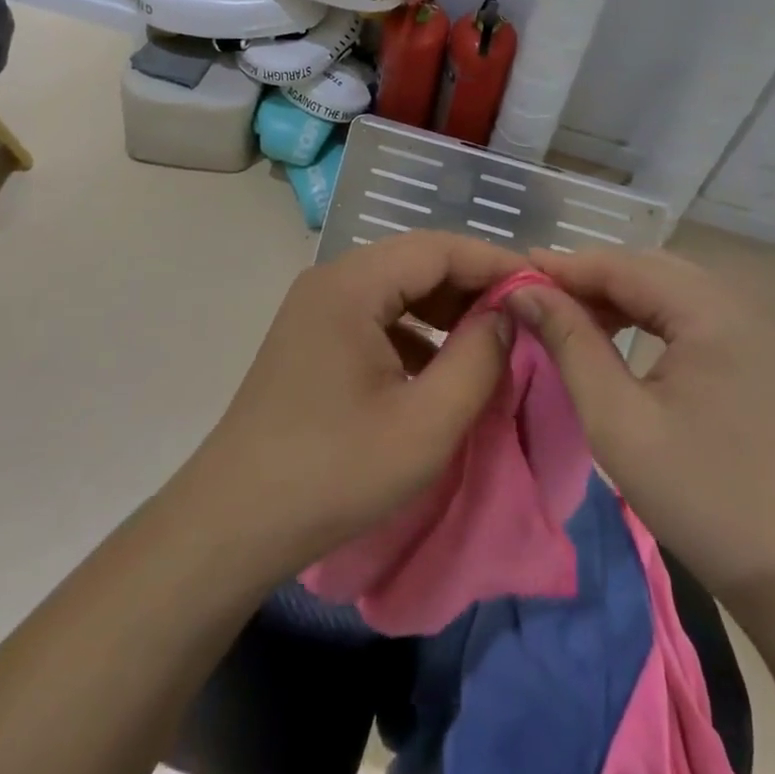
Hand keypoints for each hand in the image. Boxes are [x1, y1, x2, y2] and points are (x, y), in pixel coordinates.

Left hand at [181, 232, 520, 580]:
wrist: (232, 524)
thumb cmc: (333, 472)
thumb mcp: (425, 424)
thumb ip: (478, 359)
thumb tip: (507, 313)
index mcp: (352, 284)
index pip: (439, 248)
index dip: (494, 263)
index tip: (542, 287)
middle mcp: (332, 280)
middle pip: (417, 261)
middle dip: (473, 285)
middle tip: (523, 315)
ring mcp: (317, 307)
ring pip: (398, 288)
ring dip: (446, 308)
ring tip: (491, 339)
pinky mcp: (313, 337)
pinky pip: (377, 315)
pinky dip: (416, 331)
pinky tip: (440, 367)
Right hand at [509, 248, 774, 597]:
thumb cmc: (704, 498)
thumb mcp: (618, 421)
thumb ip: (570, 344)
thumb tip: (526, 291)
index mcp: (707, 309)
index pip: (619, 265)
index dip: (562, 267)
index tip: (511, 276)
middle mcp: (734, 302)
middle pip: (646, 267)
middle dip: (588, 278)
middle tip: (537, 301)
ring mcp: (751, 328)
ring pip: (668, 288)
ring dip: (617, 296)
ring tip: (570, 319)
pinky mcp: (756, 355)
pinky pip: (689, 313)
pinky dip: (647, 316)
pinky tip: (621, 340)